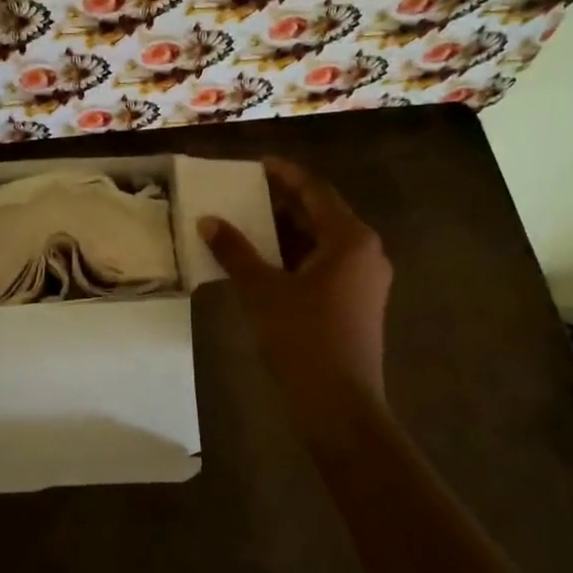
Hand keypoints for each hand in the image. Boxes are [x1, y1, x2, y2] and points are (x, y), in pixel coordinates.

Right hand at [199, 158, 391, 442]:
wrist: (338, 407)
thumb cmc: (303, 339)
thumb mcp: (262, 290)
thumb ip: (235, 251)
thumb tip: (208, 221)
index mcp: (350, 240)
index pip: (315, 191)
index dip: (285, 175)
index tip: (257, 164)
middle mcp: (364, 252)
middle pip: (320, 214)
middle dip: (282, 203)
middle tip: (244, 193)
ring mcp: (363, 280)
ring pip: (320, 242)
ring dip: (285, 232)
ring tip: (246, 223)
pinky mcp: (354, 303)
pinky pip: (322, 265)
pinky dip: (293, 257)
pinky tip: (261, 261)